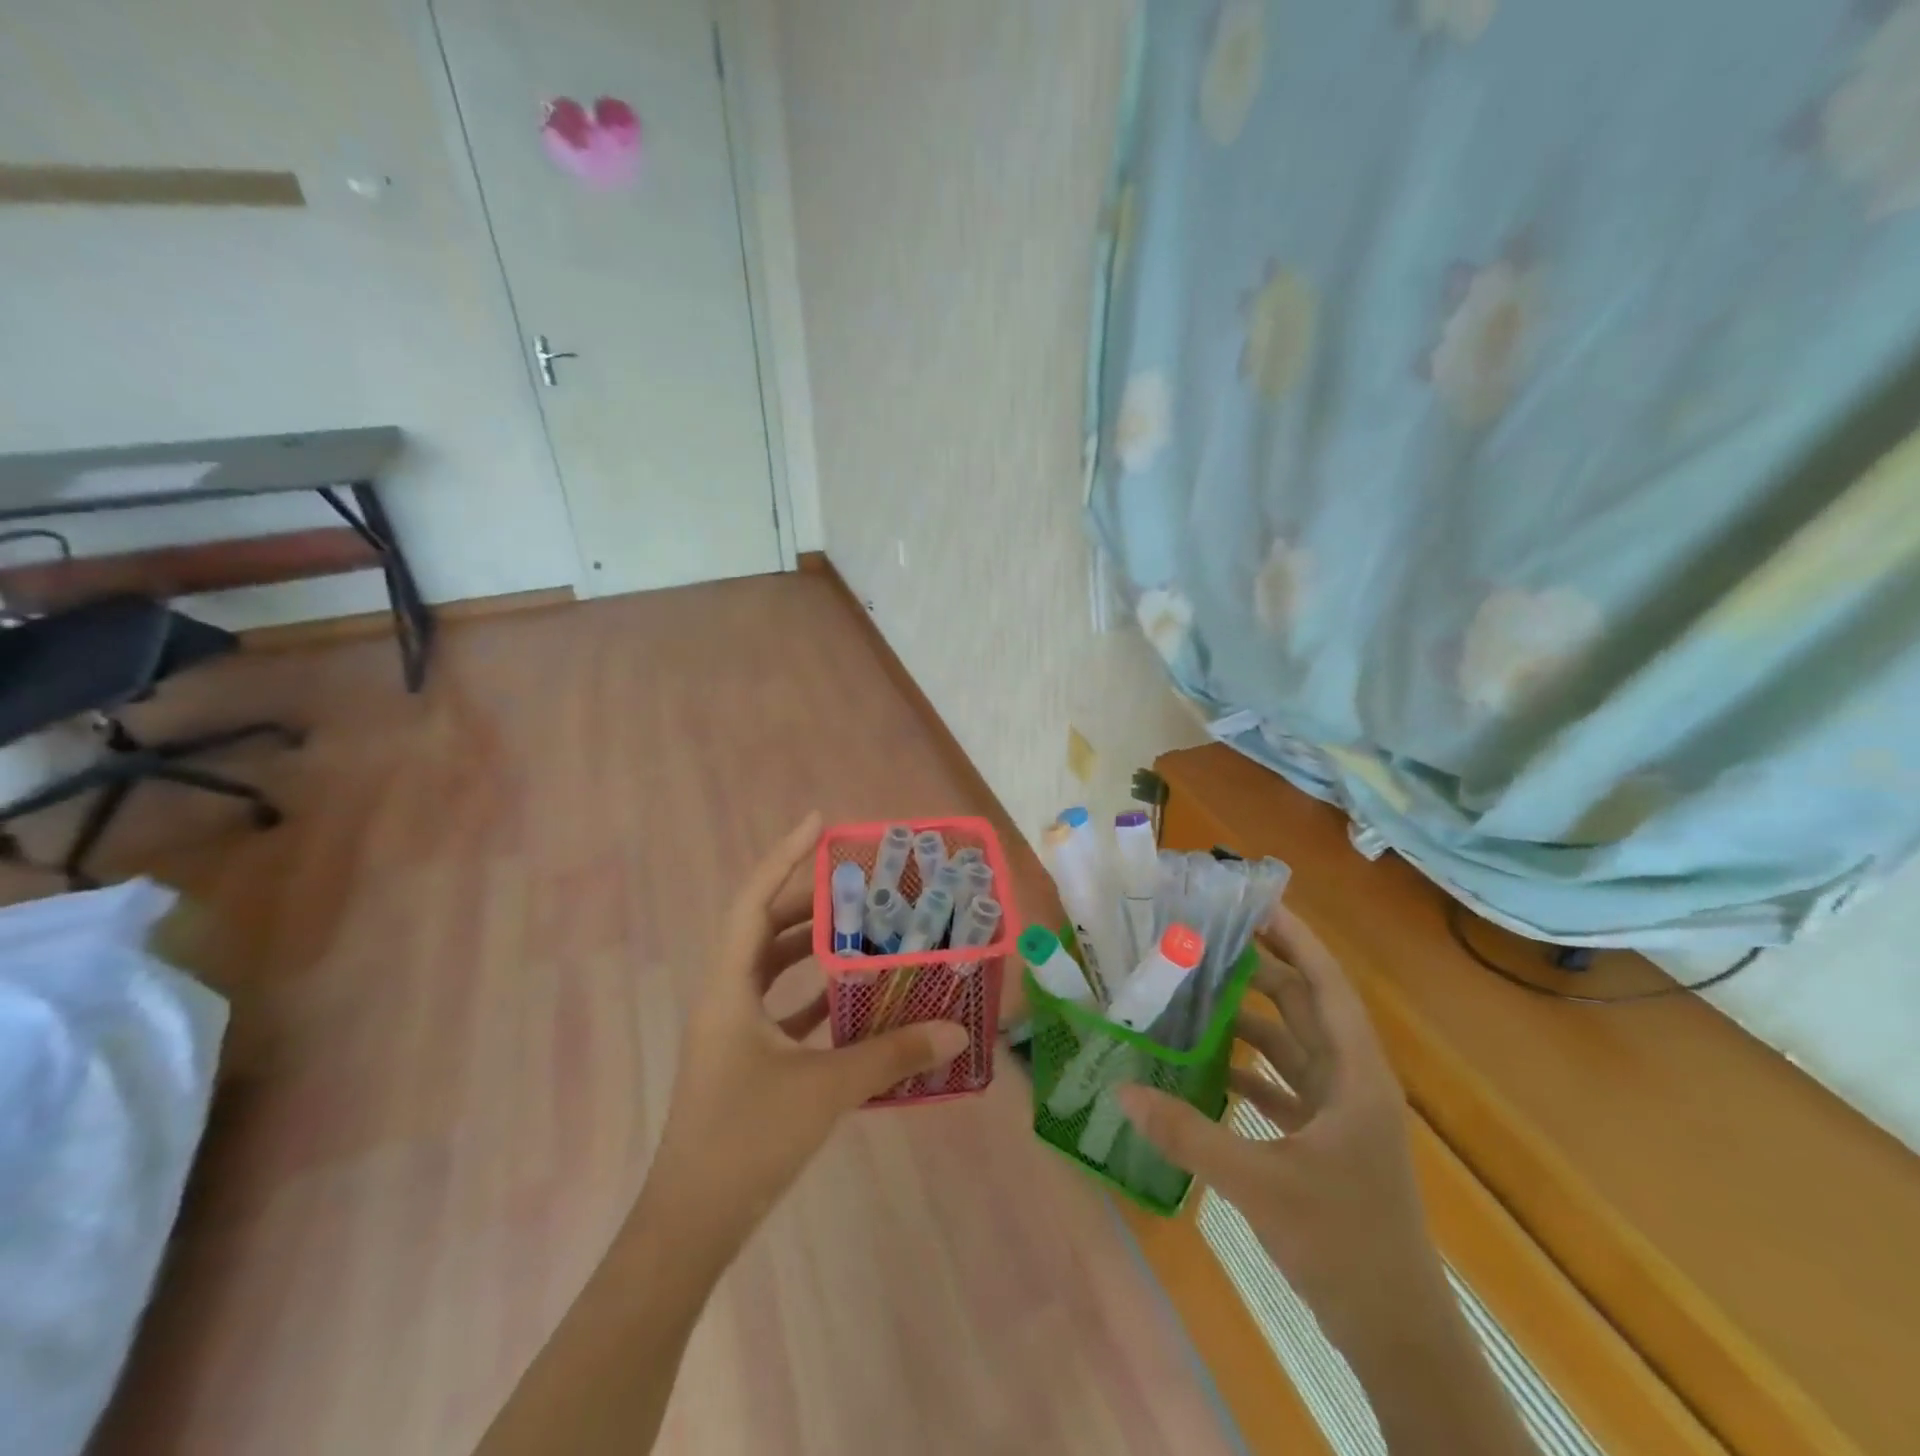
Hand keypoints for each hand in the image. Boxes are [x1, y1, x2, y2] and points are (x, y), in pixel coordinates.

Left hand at [646, 812, 968, 1246]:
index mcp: (729, 988)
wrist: (690, 1225)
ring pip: (771, 966)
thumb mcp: (824, 1090)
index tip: (818, 823)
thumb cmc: (746, 1141)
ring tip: (860, 926)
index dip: (782, 857)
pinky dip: (812, 992)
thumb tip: (952, 1030)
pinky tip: (851, 997)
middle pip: (763, 927)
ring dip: (810, 944)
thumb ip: (889, 1056)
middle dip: (807, 898)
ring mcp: (732, 1031)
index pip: (752, 902)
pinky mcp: (744, 1059)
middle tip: (858, 879)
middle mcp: (726, 997)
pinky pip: (780, 1006)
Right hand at [1119, 903, 1445, 1356]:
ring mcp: (1339, 1113)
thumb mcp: (1260, 1184)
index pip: (1328, 985)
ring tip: (1197, 992)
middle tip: (1208, 939)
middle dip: (1263, 968)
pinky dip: (1250, 1068)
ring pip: (1293, 1045)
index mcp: (1355, 1076)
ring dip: (1252, 1018)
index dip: (1297, 939)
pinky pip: (1283, 1084)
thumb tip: (1123, 1089)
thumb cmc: (1343, 1243)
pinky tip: (1207, 1064)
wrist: (1396, 1334)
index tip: (1256, 904)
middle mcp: (1351, 1083)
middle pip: (1307, 1006)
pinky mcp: (1324, 1140)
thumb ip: (1189, 1134)